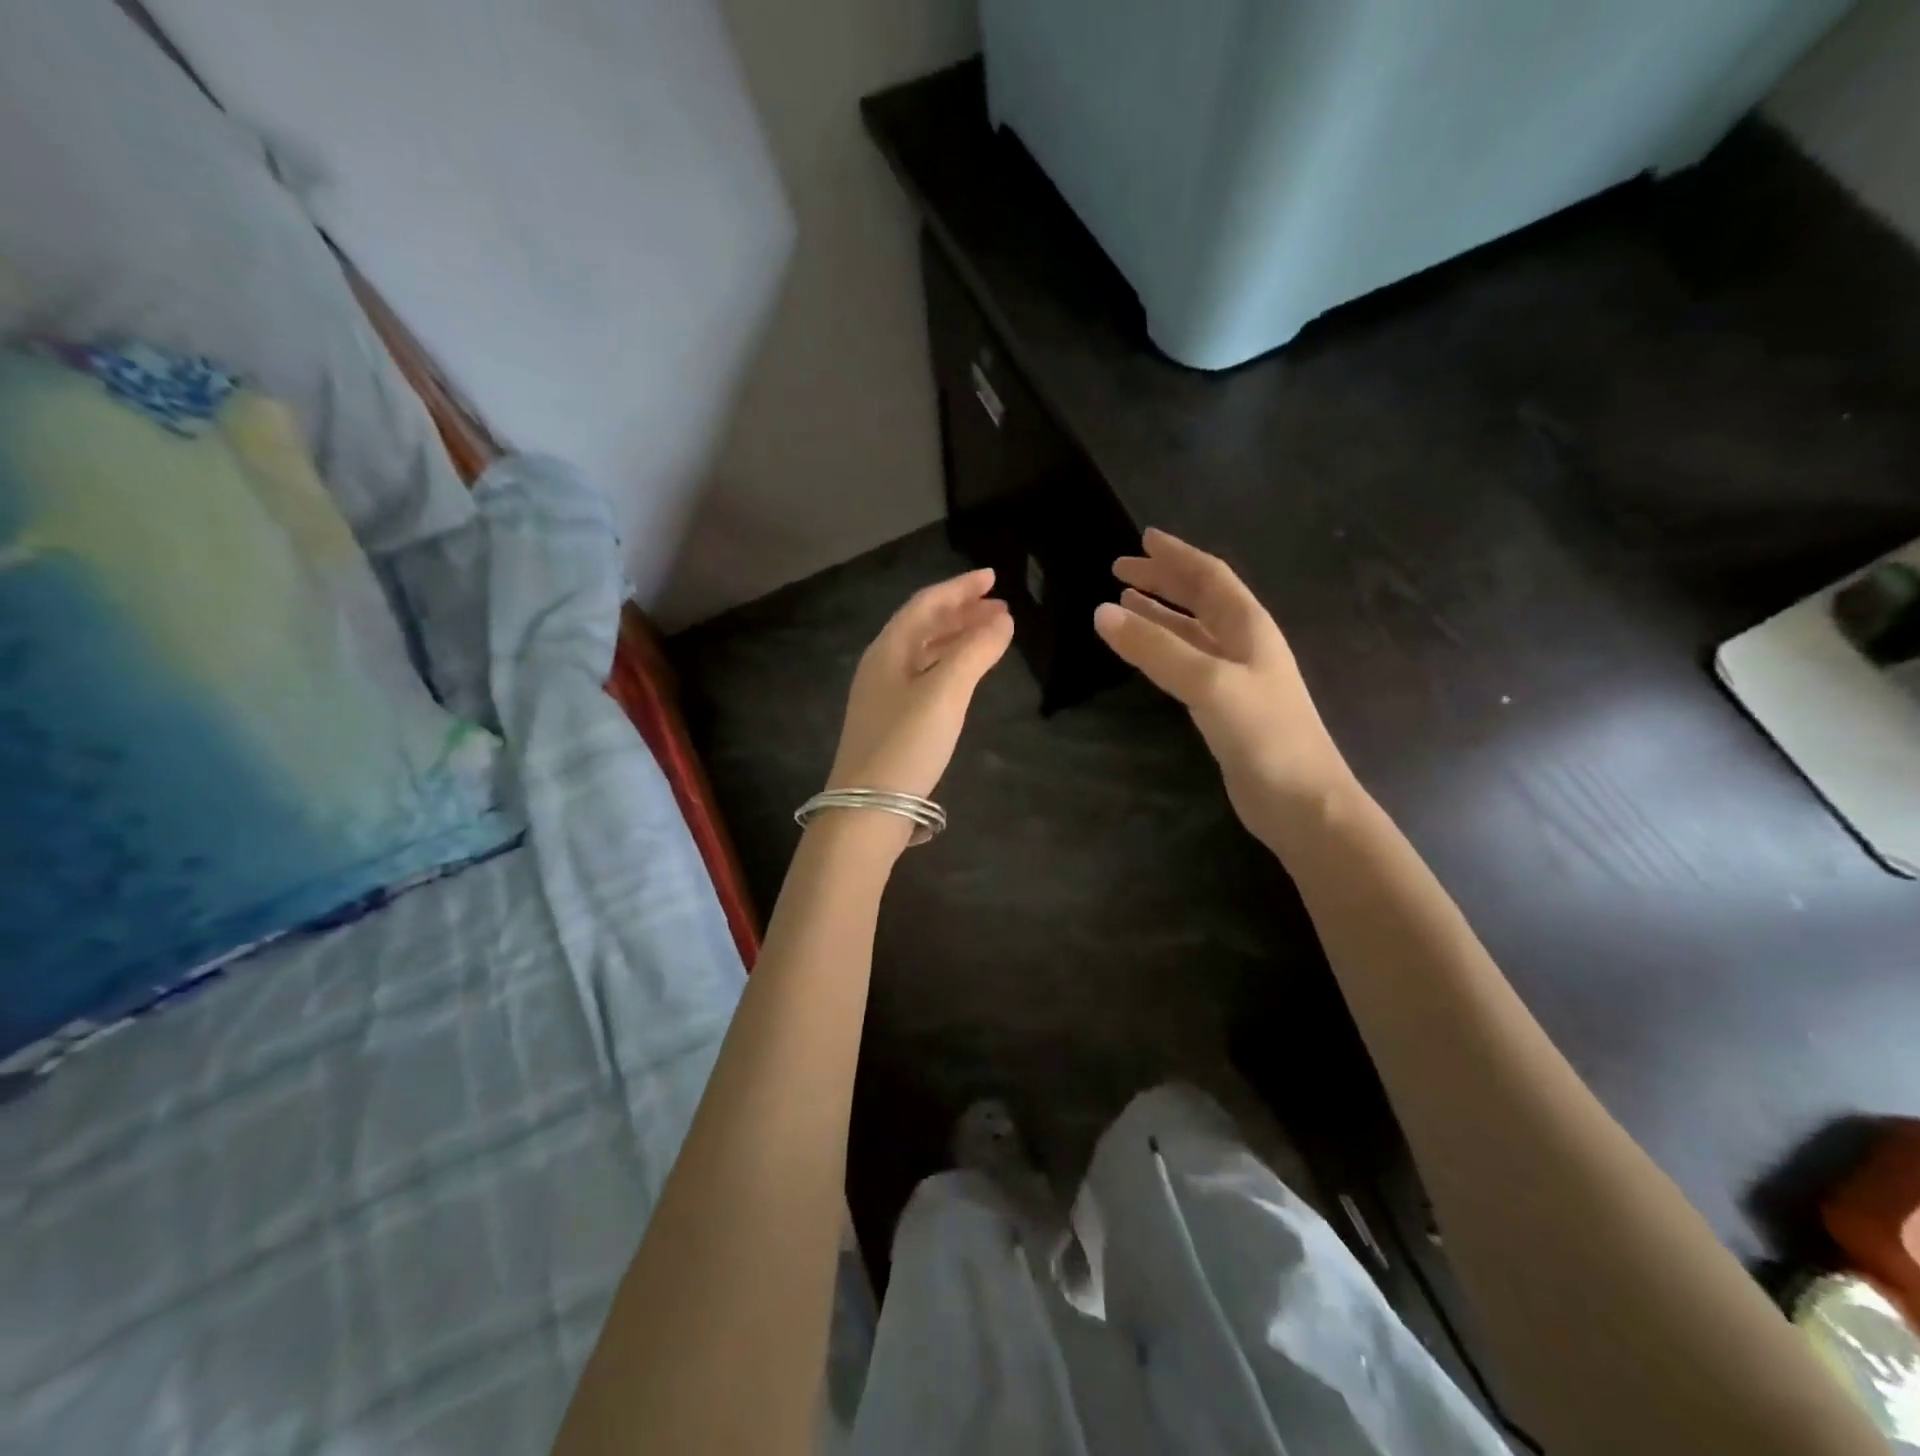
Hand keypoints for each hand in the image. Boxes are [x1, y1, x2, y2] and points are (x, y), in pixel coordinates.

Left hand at [826, 567, 1013, 802]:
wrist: (867, 809)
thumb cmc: (906, 744)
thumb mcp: (945, 693)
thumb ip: (975, 652)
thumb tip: (1002, 620)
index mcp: (888, 650)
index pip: (926, 604)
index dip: (960, 588)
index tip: (993, 578)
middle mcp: (881, 665)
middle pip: (923, 625)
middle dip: (962, 612)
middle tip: (1000, 609)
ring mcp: (883, 695)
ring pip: (924, 652)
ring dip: (956, 638)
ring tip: (991, 636)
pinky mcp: (890, 721)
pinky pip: (924, 676)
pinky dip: (949, 665)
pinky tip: (965, 676)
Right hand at [1093, 529, 1355, 850]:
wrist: (1301, 800)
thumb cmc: (1264, 734)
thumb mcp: (1208, 682)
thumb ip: (1155, 648)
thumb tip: (1102, 612)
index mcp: (1249, 626)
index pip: (1209, 576)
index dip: (1176, 555)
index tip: (1143, 538)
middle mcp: (1244, 644)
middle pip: (1200, 599)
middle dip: (1162, 581)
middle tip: (1120, 570)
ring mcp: (1235, 677)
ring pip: (1191, 632)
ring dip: (1159, 614)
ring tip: (1123, 603)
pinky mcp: (1223, 707)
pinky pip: (1186, 663)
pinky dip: (1161, 650)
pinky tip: (1144, 653)